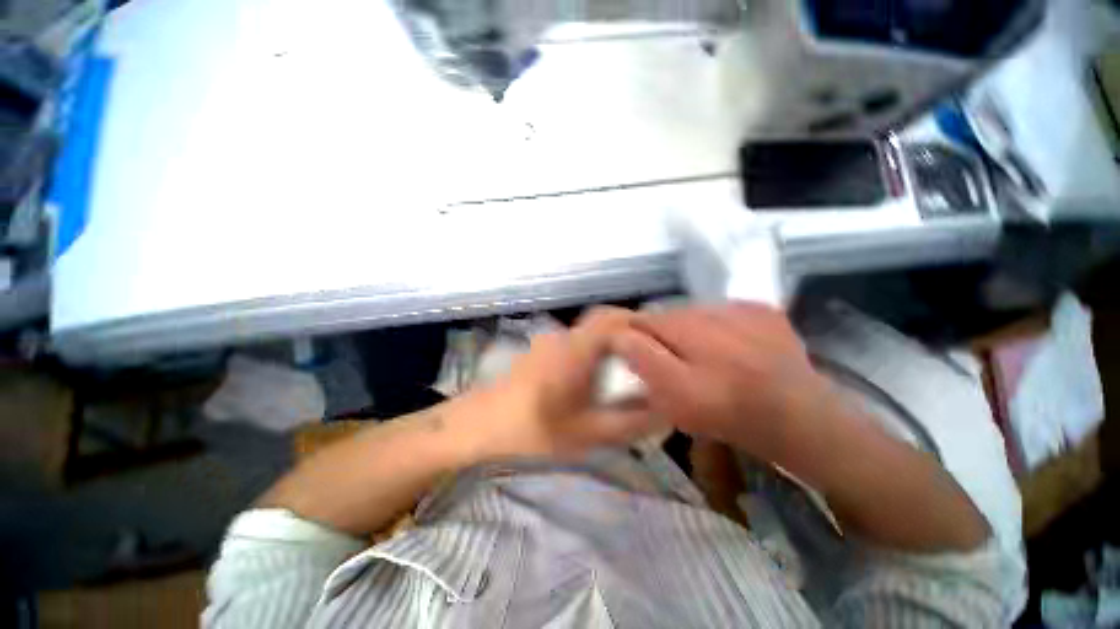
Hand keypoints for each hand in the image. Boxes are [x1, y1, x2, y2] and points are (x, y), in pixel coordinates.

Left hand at [470, 308, 661, 459]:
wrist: (481, 424)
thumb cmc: (535, 428)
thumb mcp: (588, 433)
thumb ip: (629, 422)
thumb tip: (662, 410)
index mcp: (577, 349)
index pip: (612, 318)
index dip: (638, 322)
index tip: (658, 340)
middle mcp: (564, 337)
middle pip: (601, 320)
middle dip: (627, 332)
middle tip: (645, 355)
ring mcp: (548, 342)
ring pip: (587, 332)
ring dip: (608, 342)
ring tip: (622, 368)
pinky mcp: (539, 352)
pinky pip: (574, 343)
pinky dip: (591, 351)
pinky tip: (591, 377)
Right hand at [612, 302, 833, 463]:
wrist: (801, 421)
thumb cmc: (731, 416)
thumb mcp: (677, 399)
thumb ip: (645, 361)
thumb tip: (622, 334)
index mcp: (689, 334)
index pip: (644, 321)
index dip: (635, 335)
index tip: (636, 353)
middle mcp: (714, 313)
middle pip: (670, 314)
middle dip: (662, 332)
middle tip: (670, 358)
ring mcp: (743, 308)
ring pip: (695, 310)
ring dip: (689, 327)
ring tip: (700, 353)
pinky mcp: (764, 310)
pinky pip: (723, 310)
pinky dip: (716, 324)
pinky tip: (727, 346)